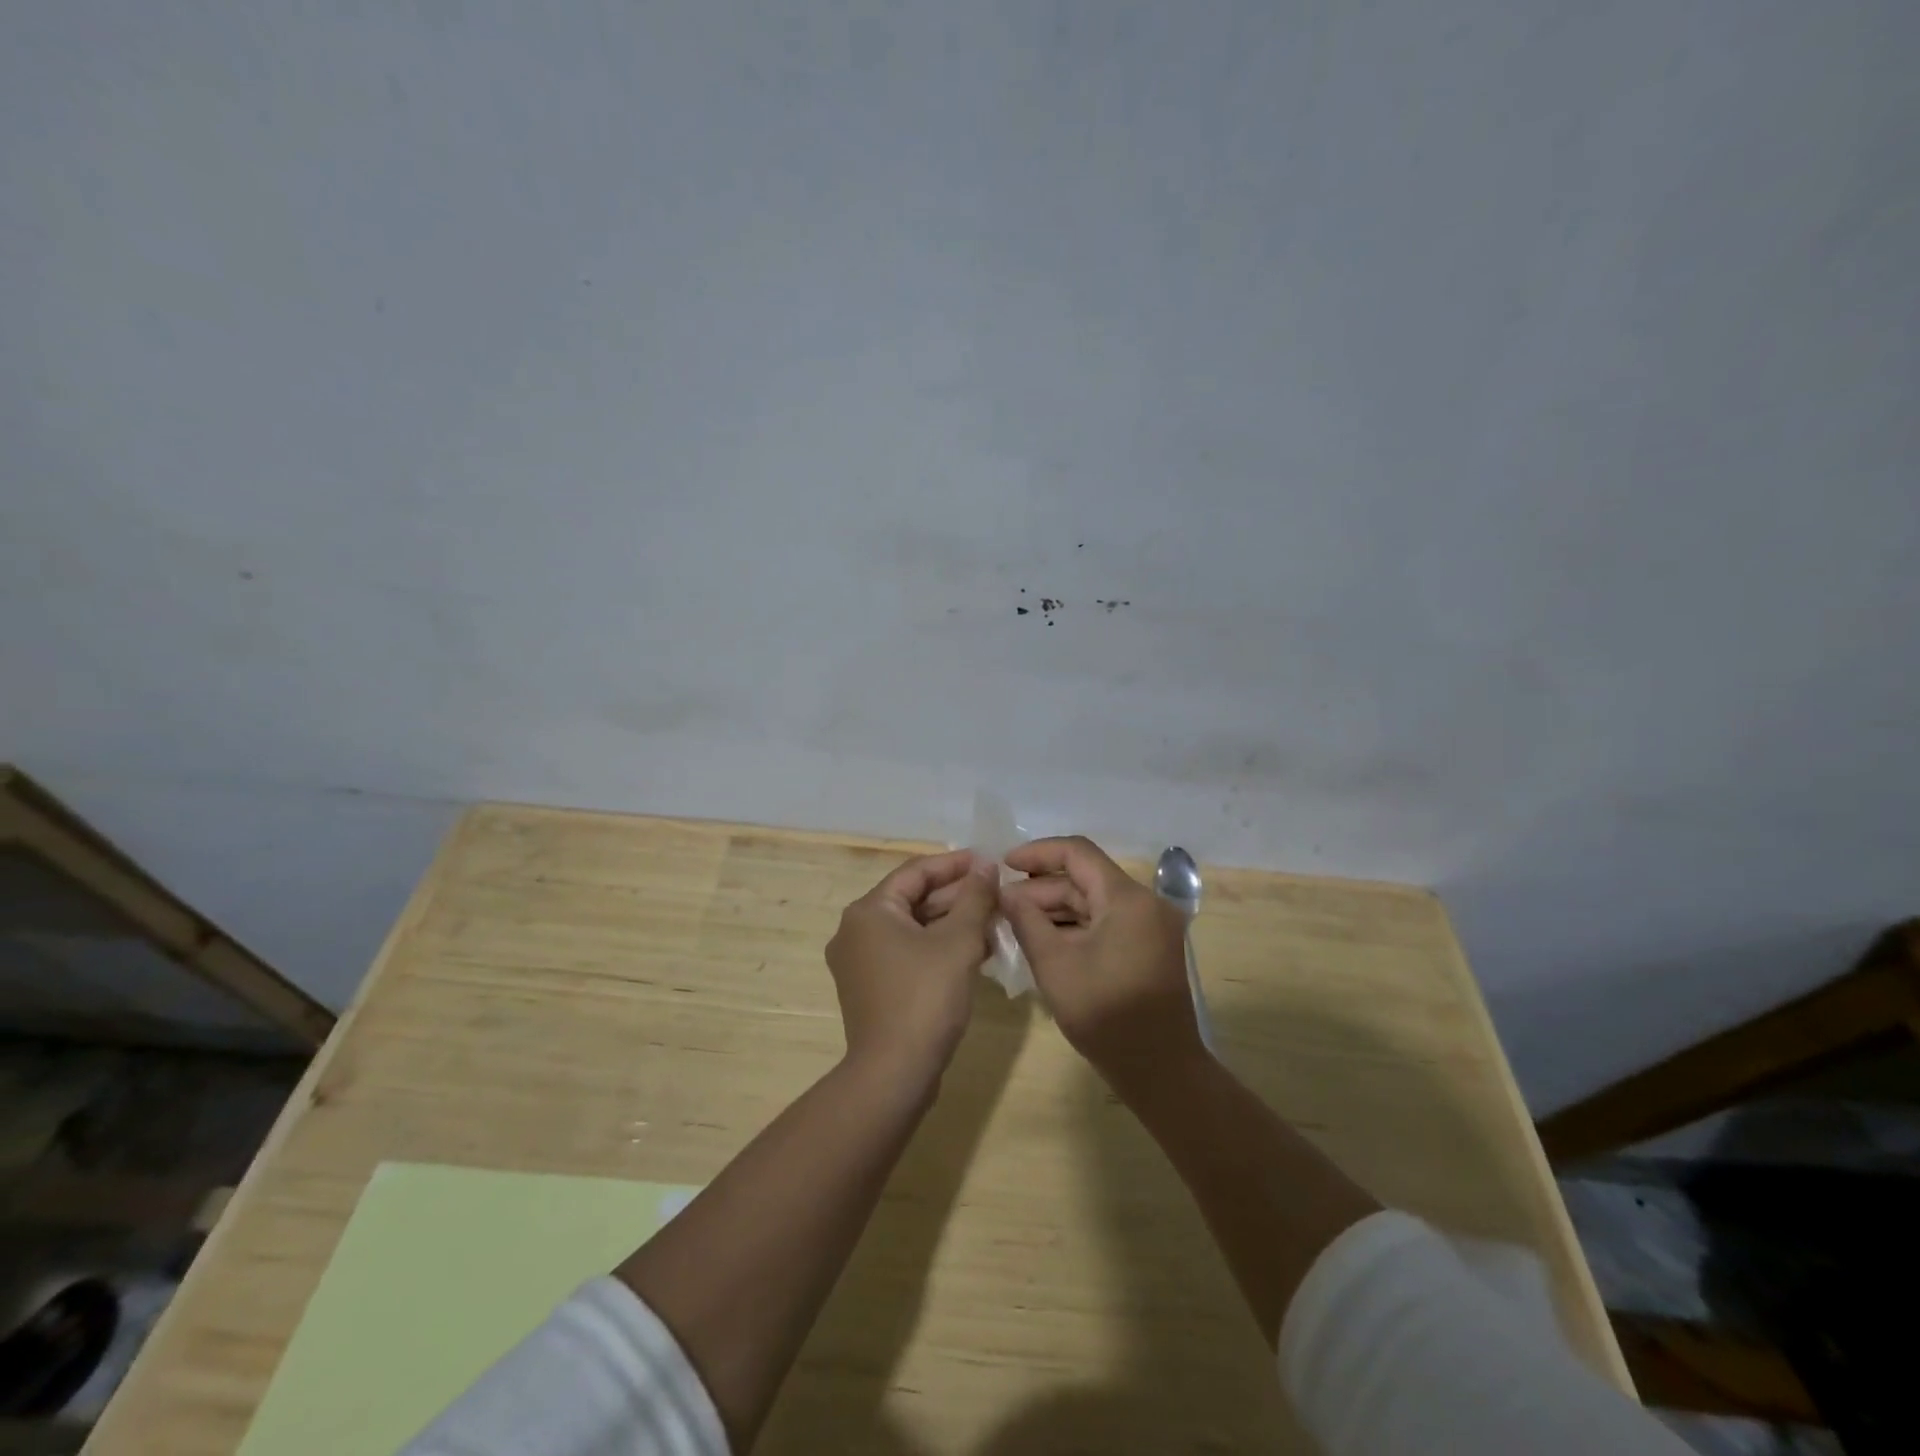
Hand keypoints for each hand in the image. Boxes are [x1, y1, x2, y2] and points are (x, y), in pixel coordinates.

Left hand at [826, 849, 997, 1089]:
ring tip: (994, 922)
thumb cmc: (925, 997)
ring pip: (913, 928)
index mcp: (869, 911)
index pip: (916, 872)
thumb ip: (975, 897)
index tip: (989, 861)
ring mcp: (860, 962)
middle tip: (997, 894)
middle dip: (958, 897)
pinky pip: (908, 953)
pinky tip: (976, 953)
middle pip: (913, 899)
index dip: (956, 864)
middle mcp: (856, 930)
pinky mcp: (871, 988)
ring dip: (952, 924)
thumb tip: (986, 866)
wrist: (894, 1073)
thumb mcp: (958, 941)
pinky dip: (938, 948)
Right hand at [999, 836, 1201, 1090]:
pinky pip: (1105, 921)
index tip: (1004, 864)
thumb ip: (1026, 920)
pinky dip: (1075, 926)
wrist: (1160, 1070)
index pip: (1078, 852)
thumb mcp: (1054, 965)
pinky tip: (1043, 939)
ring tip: (1014, 923)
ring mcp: (1149, 925)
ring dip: (1055, 908)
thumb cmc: (1105, 1015)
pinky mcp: (1148, 945)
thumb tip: (1005, 892)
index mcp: (1127, 898)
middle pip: (1085, 878)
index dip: (1038, 853)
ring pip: (1094, 901)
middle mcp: (1144, 902)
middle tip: (1002, 906)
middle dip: (1041, 888)